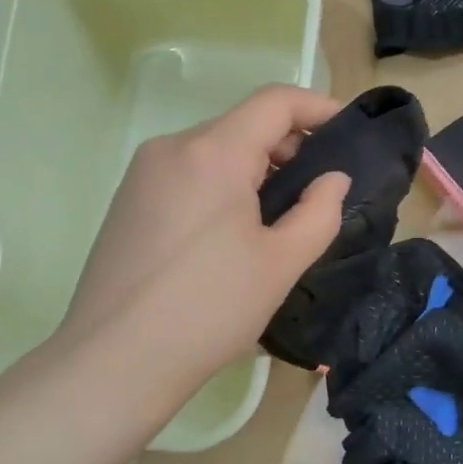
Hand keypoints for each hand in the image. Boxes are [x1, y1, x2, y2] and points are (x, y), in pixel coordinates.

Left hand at [54, 85, 349, 390]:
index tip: (347, 135)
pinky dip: (222, 186)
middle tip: (317, 193)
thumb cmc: (209, 309)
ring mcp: (143, 174)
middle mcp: (172, 148)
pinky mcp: (128, 201)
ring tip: (277, 220)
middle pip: (243, 125)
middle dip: (289, 147)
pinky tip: (231, 235)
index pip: (275, 102)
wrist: (114, 361)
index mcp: (213, 153)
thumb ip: (320, 211)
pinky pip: (188, 174)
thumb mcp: (281, 263)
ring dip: (255, 170)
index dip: (318, 108)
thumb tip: (332, 178)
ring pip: (214, 150)